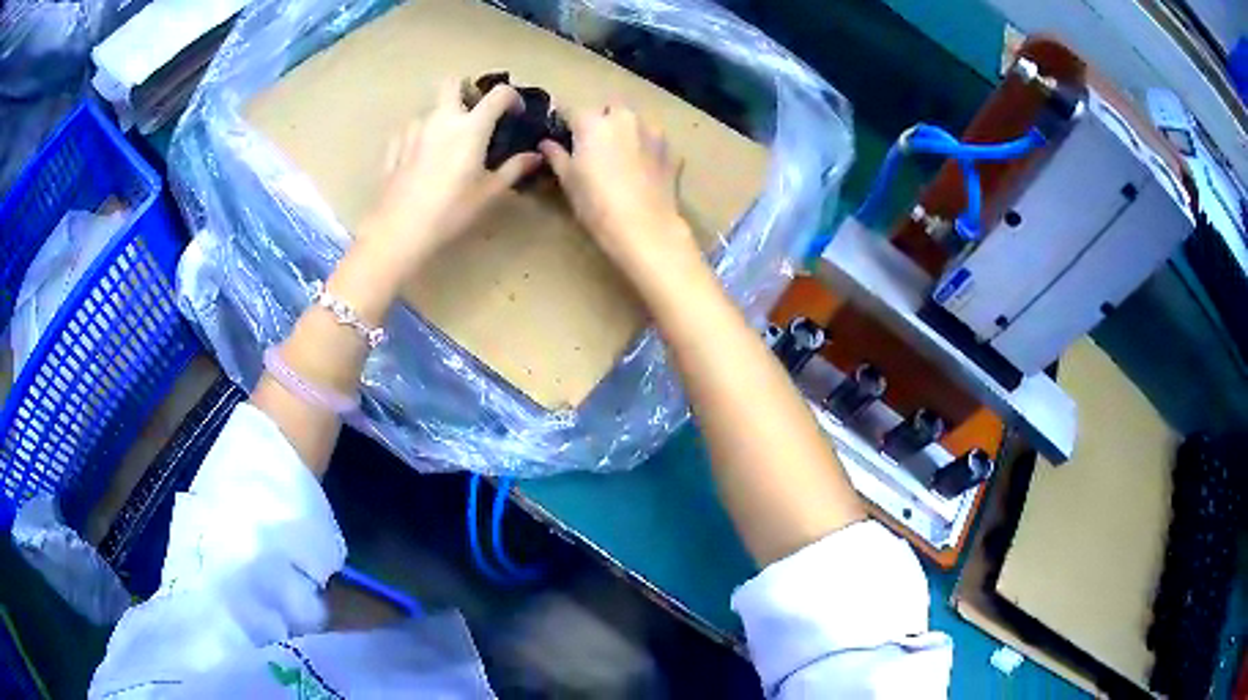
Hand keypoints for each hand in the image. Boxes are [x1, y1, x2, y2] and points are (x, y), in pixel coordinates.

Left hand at [359, 79, 542, 279]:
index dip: (511, 97)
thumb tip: (535, 156)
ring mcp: (413, 130)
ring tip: (448, 141)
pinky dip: (420, 134)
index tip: (514, 112)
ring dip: (442, 115)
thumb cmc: (451, 211)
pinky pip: (410, 129)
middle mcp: (441, 119)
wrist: (400, 230)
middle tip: (474, 111)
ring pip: (430, 108)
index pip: (498, 94)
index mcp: (471, 127)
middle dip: (465, 89)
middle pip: (452, 83)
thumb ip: (514, 169)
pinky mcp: (394, 147)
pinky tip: (423, 155)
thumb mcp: (489, 193)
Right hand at [539, 105, 697, 282]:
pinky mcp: (672, 151)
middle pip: (608, 111)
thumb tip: (546, 144)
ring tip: (622, 160)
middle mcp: (625, 118)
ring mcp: (653, 132)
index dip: (566, 125)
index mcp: (593, 122)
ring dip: (627, 133)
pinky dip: (647, 151)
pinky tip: (643, 173)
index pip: (572, 112)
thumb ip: (556, 155)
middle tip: (594, 150)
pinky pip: (654, 143)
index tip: (563, 139)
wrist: (645, 228)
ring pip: (635, 124)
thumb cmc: (596, 203)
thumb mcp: (568, 180)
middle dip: (601, 123)